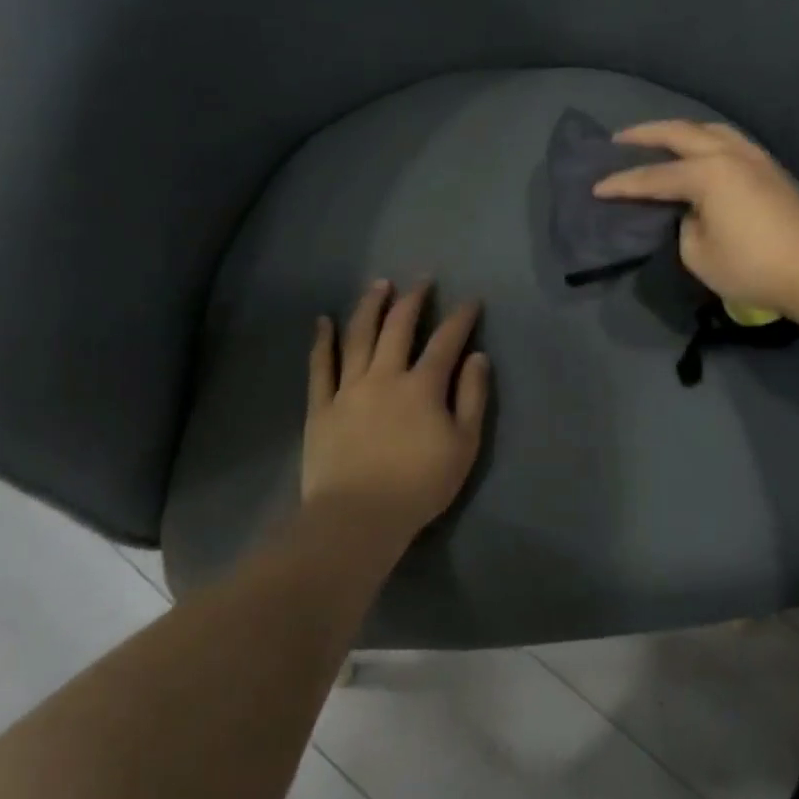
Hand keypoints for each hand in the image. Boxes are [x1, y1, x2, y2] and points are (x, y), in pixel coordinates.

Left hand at [301, 281, 490, 548]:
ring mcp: (348, 389)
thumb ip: (473, 397)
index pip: (446, 341)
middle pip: (398, 327)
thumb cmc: (419, 485)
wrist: (358, 517)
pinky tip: (323, 321)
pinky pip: (319, 367)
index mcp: (423, 385)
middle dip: (413, 300)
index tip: (471, 300)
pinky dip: (321, 341)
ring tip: (378, 284)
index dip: (461, 318)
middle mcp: (384, 376)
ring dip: (370, 306)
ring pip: (358, 336)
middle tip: (422, 280)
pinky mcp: (320, 407)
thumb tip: (478, 357)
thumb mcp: (464, 445)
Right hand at [593, 121, 798, 318]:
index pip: (653, 176)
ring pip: (710, 129)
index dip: (622, 183)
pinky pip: (729, 141)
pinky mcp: (772, 169)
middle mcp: (729, 154)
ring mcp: (755, 157)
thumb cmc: (754, 267)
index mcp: (708, 173)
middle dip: (645, 135)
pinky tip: (700, 152)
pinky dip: (705, 139)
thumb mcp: (699, 255)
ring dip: (680, 131)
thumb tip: (691, 212)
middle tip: (619, 140)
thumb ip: (684, 226)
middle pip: (680, 134)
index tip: (596, 187)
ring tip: (660, 139)